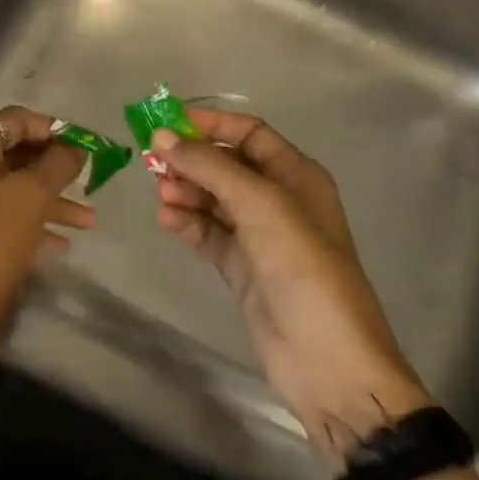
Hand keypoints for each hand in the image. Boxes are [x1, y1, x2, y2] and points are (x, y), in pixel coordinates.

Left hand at [0, 106, 91, 408]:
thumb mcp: (30, 200)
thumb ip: (56, 165)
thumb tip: (74, 147)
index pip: (12, 119)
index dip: (51, 128)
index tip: (84, 147)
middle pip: (11, 155)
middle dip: (53, 168)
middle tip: (90, 182)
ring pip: (8, 190)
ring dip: (48, 200)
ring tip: (88, 221)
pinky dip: (29, 225)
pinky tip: (61, 246)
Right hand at [149, 108, 431, 457]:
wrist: (325, 356)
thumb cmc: (301, 265)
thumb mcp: (258, 204)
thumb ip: (208, 167)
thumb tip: (161, 136)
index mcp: (296, 175)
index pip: (248, 133)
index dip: (210, 124)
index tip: (166, 123)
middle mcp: (277, 199)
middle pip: (226, 165)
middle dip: (191, 161)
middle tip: (153, 164)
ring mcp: (258, 235)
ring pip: (212, 199)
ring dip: (185, 192)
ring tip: (162, 197)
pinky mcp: (241, 266)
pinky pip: (207, 232)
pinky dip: (187, 223)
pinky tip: (168, 221)